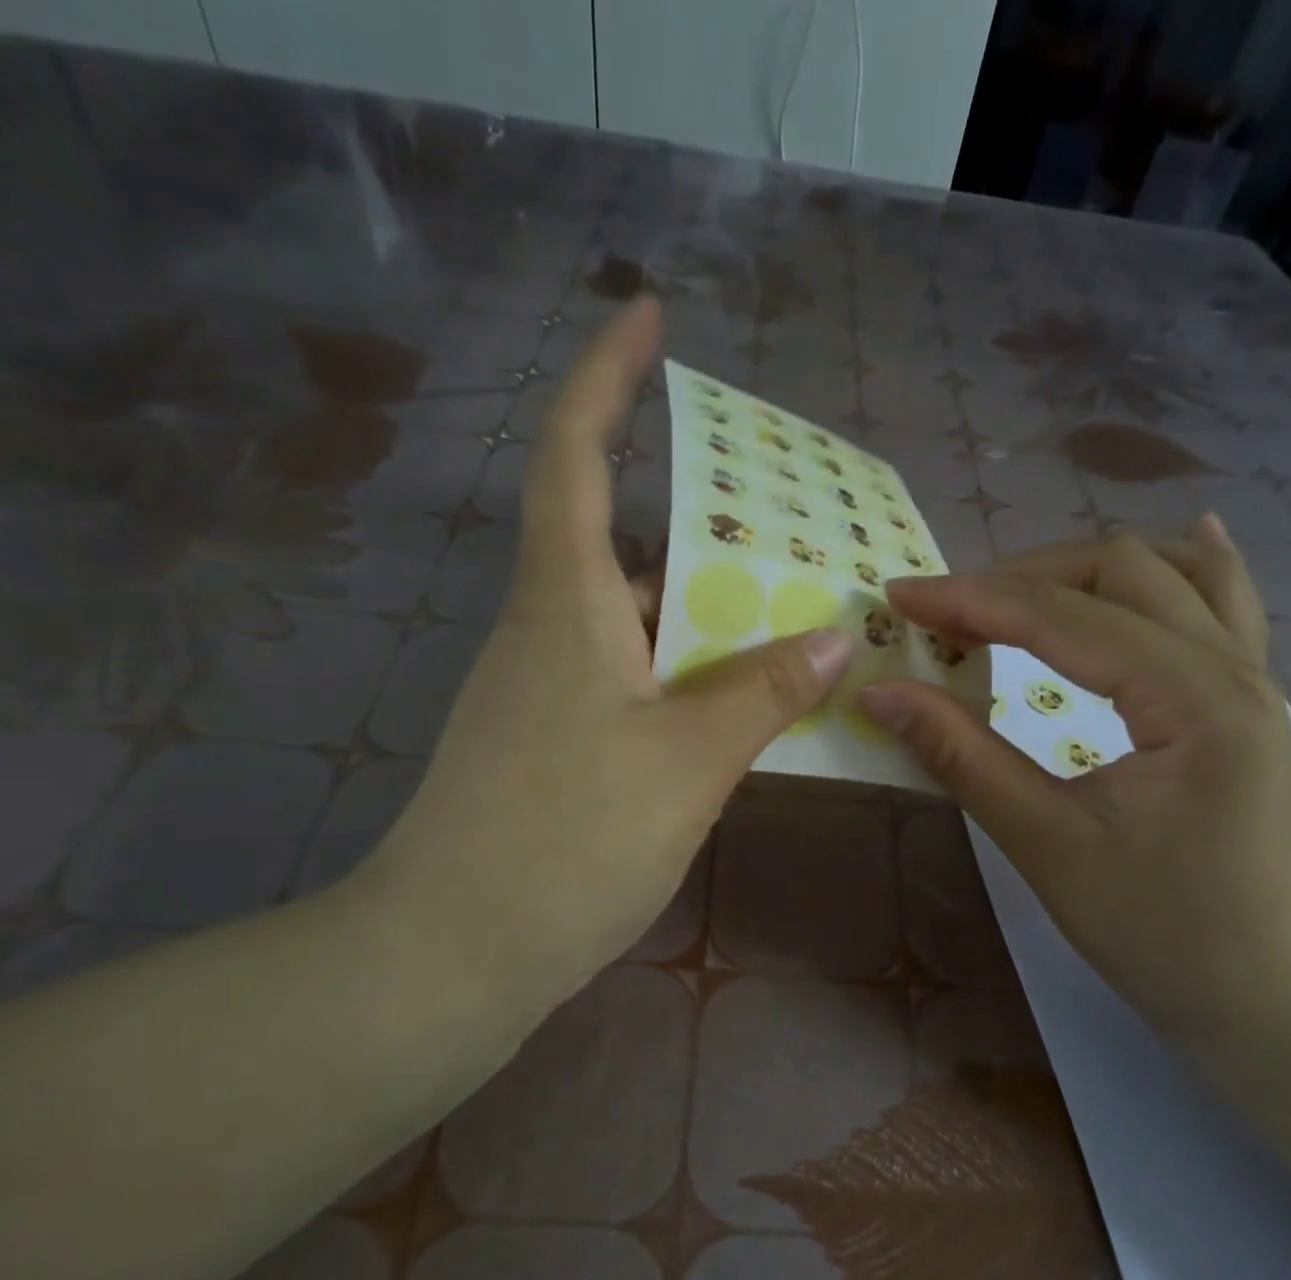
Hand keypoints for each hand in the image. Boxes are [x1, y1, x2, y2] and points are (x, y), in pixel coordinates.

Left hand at [357, 299, 851, 1013]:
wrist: (453, 952)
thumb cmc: (565, 840)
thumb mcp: (686, 762)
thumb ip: (762, 694)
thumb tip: (837, 640)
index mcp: (565, 602)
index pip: (576, 453)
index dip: (609, 375)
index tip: (650, 316)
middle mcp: (549, 628)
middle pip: (622, 536)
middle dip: (696, 512)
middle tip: (783, 514)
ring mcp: (548, 687)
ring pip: (635, 616)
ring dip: (703, 605)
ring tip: (789, 608)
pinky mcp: (557, 739)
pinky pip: (633, 674)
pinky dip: (687, 669)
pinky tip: (742, 697)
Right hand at [859, 520, 1290, 1044]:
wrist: (1263, 997)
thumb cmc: (1157, 933)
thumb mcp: (1046, 844)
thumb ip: (963, 756)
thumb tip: (882, 693)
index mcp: (1194, 699)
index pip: (1062, 617)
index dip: (971, 600)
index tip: (899, 596)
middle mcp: (1235, 666)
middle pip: (1119, 570)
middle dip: (1019, 578)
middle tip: (945, 614)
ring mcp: (1253, 677)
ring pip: (1170, 573)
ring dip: (1082, 571)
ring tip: (1014, 594)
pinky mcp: (1248, 699)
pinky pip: (1225, 604)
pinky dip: (1186, 567)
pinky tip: (1185, 539)